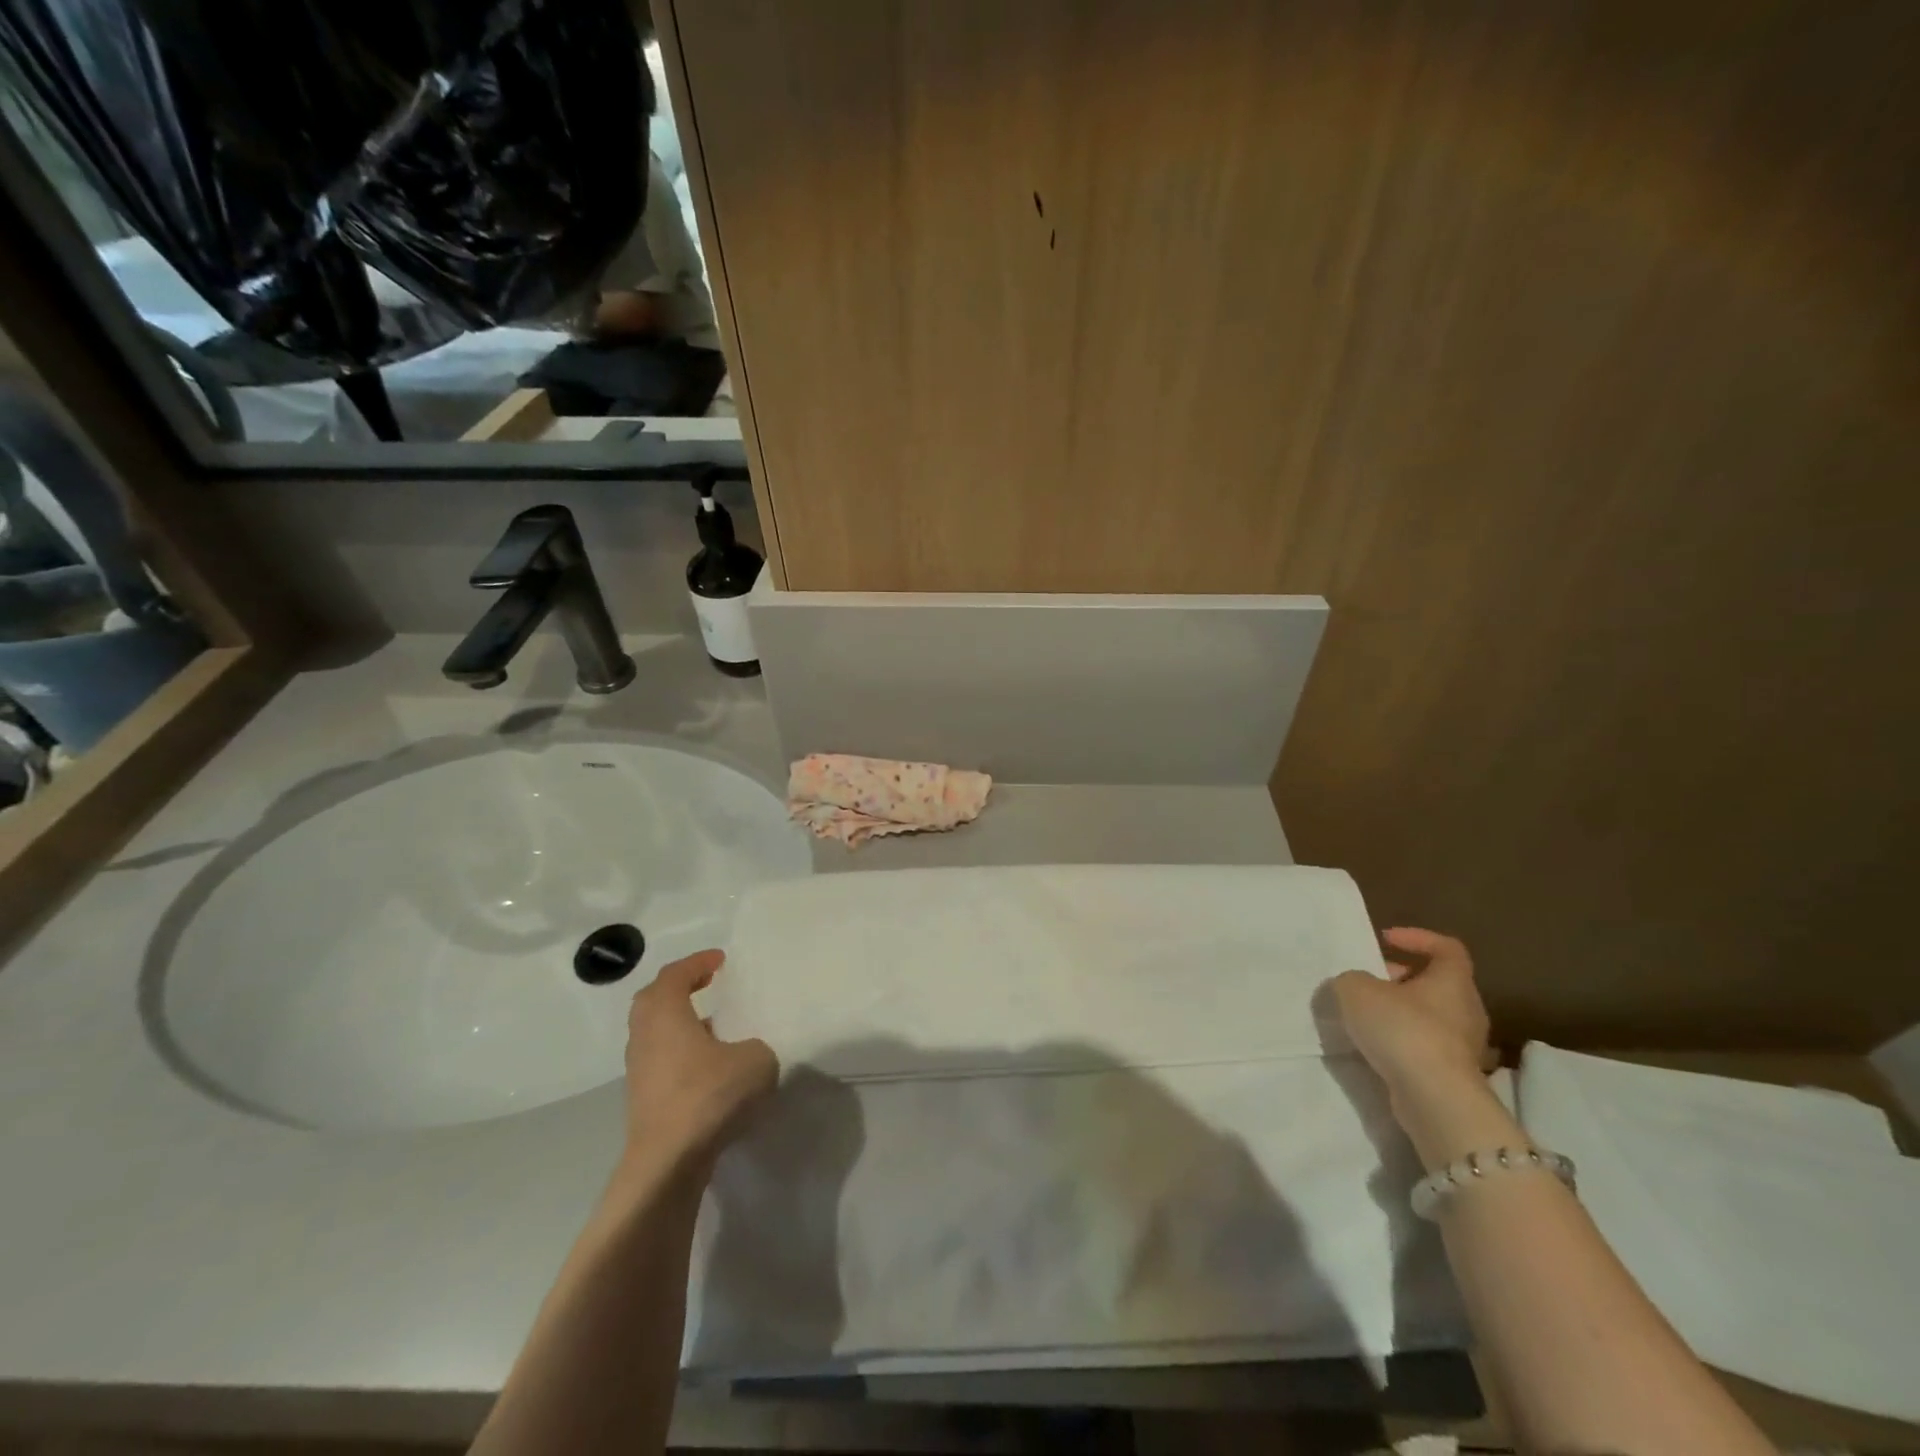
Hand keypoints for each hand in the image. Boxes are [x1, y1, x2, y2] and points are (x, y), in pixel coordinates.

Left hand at [622, 949, 777, 1168]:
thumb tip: (746, 1053)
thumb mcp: (755, 1060)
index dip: (698, 962)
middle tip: (707, 983)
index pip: (675, 974)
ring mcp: (639, 1069)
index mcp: (665, 1013)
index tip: (721, 960)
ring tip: (715, 1026)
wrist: (668, 1162)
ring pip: (656, 1032)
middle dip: (680, 987)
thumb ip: (756, 1046)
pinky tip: (710, 1065)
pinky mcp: (643, 1099)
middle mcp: (644, 1035)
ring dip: (681, 1022)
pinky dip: (681, 1051)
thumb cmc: (708, 1095)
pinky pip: (661, 1059)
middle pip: (654, 999)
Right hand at [1332, 927, 1490, 1102]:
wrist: (1434, 1098)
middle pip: (1436, 983)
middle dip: (1400, 978)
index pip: (1447, 947)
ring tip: (1364, 1016)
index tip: (1385, 940)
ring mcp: (1463, 1045)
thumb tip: (1354, 985)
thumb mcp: (1356, 989)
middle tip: (1368, 981)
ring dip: (1399, 1012)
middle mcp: (1466, 1009)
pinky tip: (1375, 1046)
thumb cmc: (1402, 1029)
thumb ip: (1351, 979)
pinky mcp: (1453, 1074)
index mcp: (1452, 981)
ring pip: (1430, 1016)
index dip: (1417, 937)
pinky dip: (1401, 1040)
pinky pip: (1425, 1045)